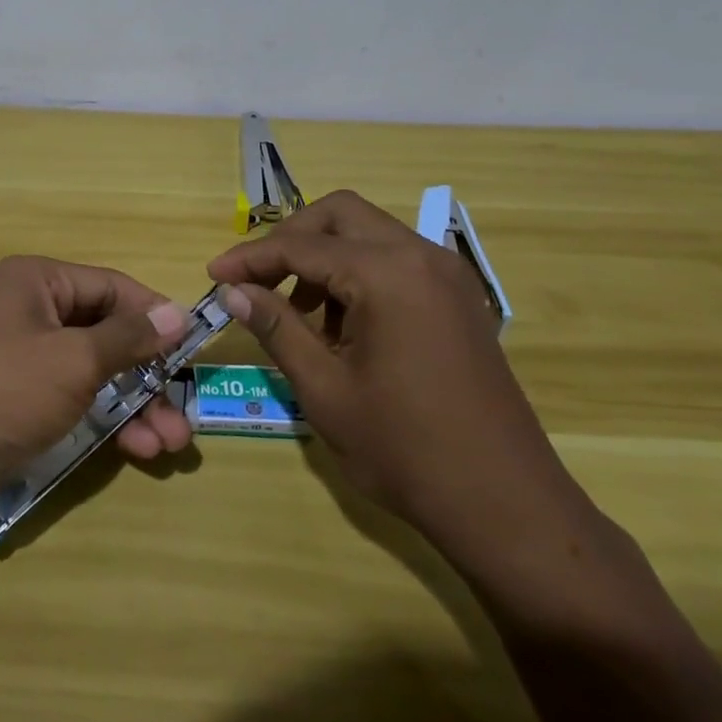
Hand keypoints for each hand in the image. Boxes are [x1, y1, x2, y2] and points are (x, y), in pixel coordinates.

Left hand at [0, 256, 194, 521]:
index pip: (110, 287)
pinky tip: (134, 451)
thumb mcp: (74, 359)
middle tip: (183, 415)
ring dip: (133, 406)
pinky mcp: (13, 403)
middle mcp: (28, 311)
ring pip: (91, 373)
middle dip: (147, 375)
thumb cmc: (3, 388)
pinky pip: (70, 400)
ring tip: (169, 445)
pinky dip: (103, 421)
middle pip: (104, 334)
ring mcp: (18, 359)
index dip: (153, 314)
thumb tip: (177, 313)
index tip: (193, 347)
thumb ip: (128, 337)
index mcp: (37, 281)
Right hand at [208, 191, 585, 563]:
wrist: (507, 506)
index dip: (250, 257)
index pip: (302, 246)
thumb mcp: (324, 389)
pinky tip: (340, 326)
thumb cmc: (405, 449)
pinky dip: (357, 274)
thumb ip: (276, 327)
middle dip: (291, 240)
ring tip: (296, 313)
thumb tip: (234, 291)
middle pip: (339, 215)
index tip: (214, 276)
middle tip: (256, 280)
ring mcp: (447, 275)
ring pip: (368, 234)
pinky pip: (395, 261)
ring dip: (324, 257)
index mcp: (387, 273)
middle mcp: (421, 256)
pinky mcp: (458, 299)